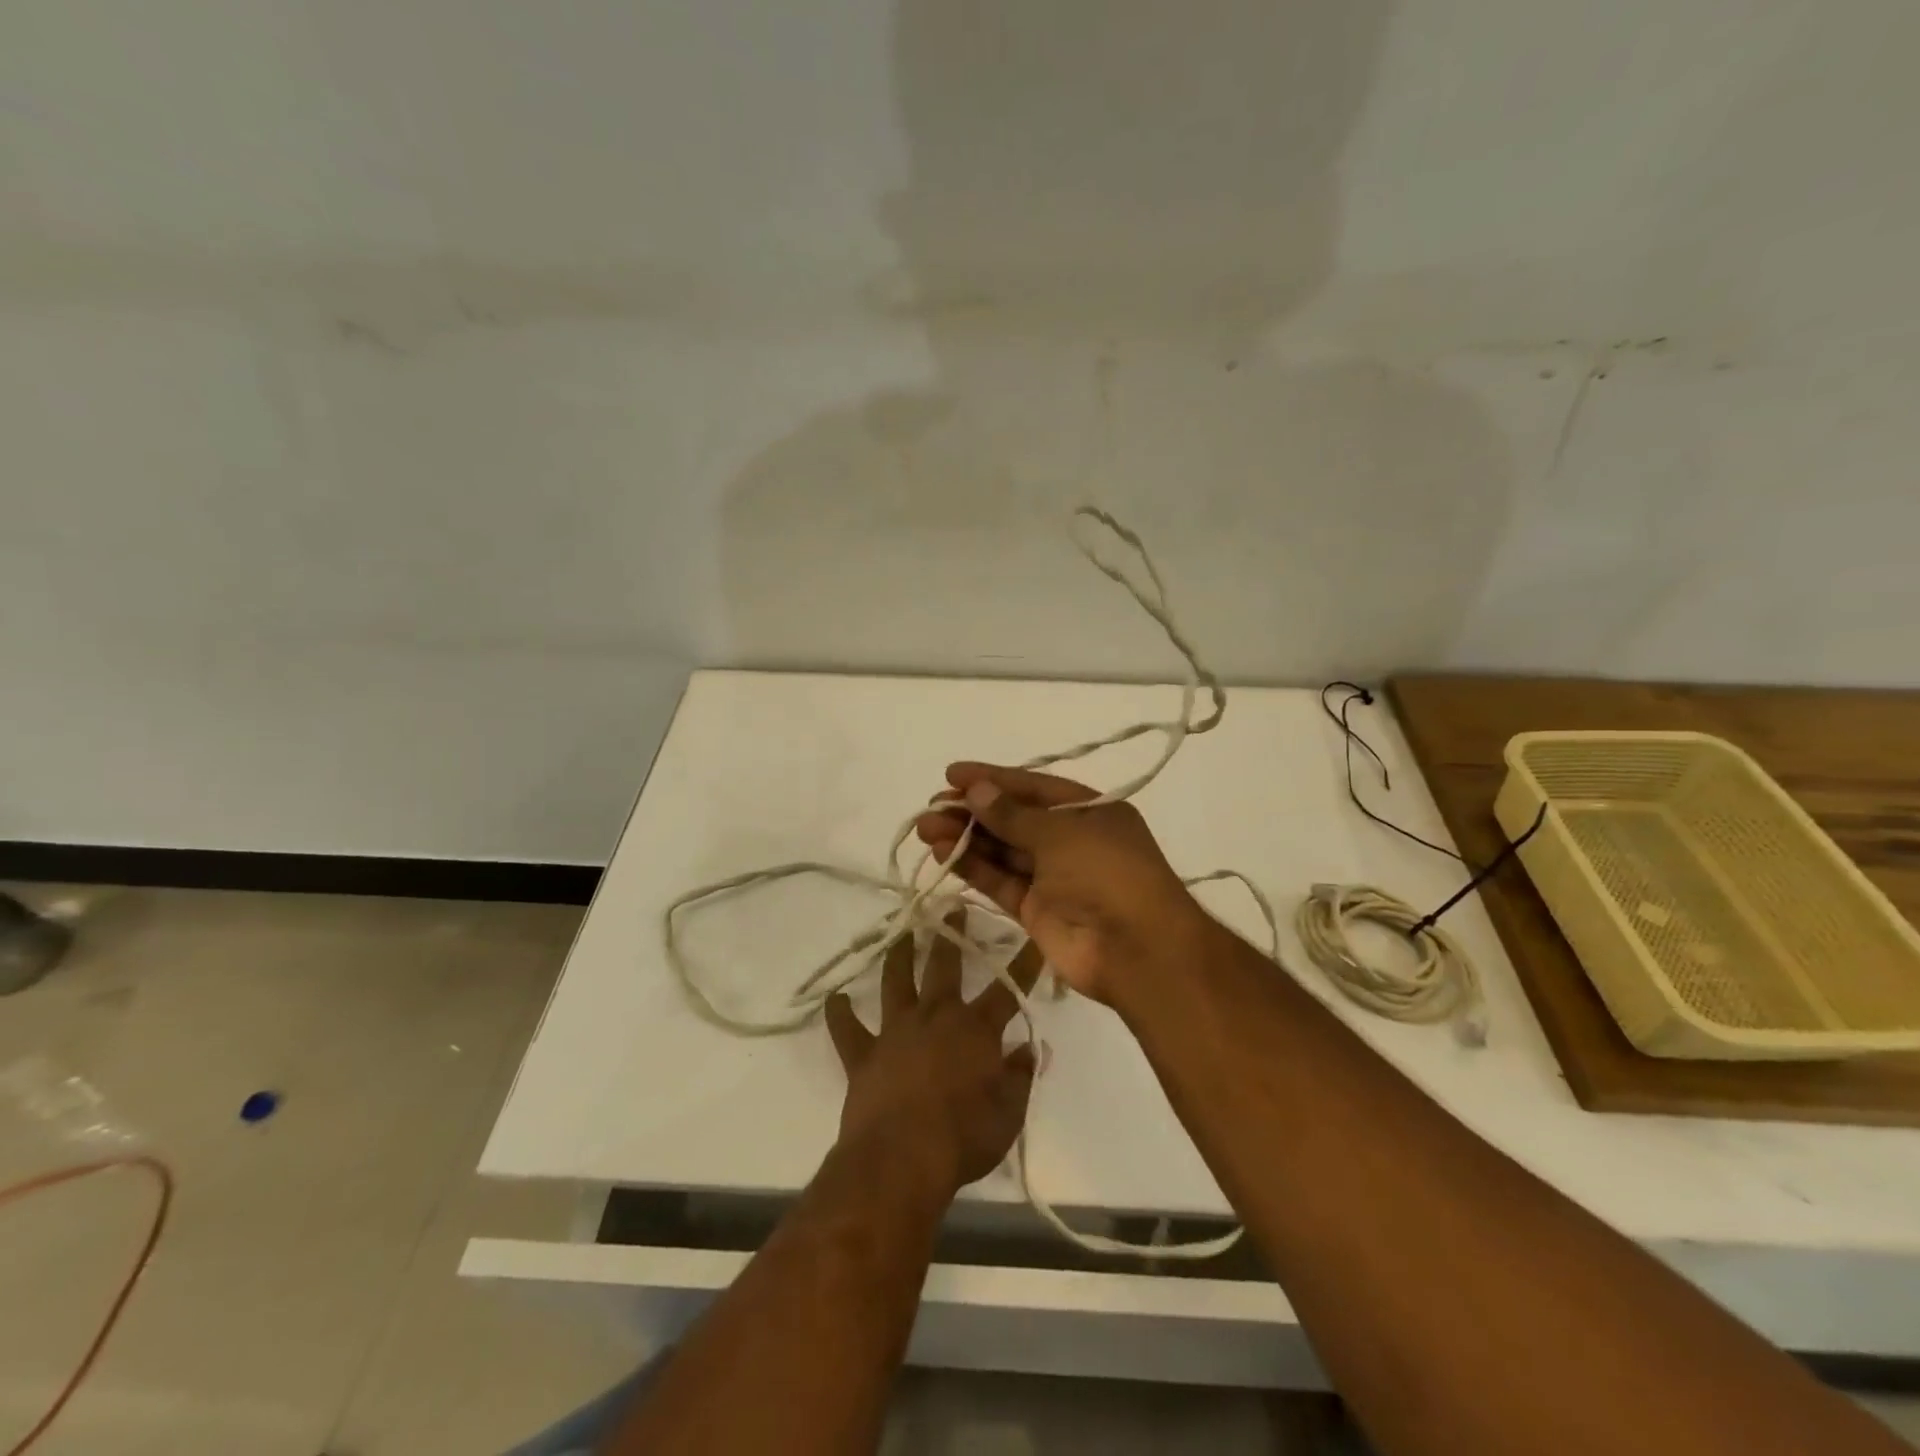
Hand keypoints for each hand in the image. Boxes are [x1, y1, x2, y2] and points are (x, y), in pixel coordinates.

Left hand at [824, 910, 1043, 1196]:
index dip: (1022, 965)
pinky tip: (835, 999)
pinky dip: (840, 1014)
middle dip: (952, 936)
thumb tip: (1027, 1049)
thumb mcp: (1008, 1115)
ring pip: (896, 982)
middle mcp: (935, 1018)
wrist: (900, 1159)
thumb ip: (1019, 1078)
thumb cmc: (963, 1138)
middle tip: (952, 908)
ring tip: (903, 934)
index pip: (1006, 991)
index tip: (1032, 937)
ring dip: (900, 956)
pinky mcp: (864, 1054)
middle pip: (945, 967)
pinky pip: (848, 1029)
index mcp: (975, 1030)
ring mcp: (895, 1032)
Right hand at [913, 763, 1209, 1003]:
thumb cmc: (1108, 874)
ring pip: (1002, 850)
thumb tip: (976, 791)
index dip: (993, 779)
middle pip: (1014, 819)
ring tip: (926, 827)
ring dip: (966, 837)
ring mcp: (1053, 877)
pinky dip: (973, 867)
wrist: (1138, 951)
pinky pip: (1000, 881)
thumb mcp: (1062, 833)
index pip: (1033, 788)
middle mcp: (1071, 841)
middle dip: (973, 810)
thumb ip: (1013, 814)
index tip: (952, 774)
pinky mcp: (1035, 910)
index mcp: (1089, 811)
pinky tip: (943, 851)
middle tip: (933, 805)